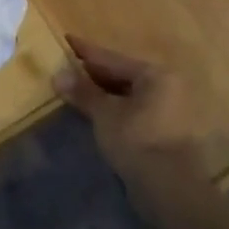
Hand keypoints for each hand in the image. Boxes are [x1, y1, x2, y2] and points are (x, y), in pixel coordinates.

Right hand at [55, 36, 203, 195]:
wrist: (170, 189)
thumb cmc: (137, 140)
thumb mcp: (105, 114)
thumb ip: (83, 92)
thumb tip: (58, 75)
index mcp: (154, 74)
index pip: (112, 58)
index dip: (86, 51)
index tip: (66, 39)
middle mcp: (166, 86)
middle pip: (122, 74)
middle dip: (94, 73)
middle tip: (67, 66)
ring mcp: (168, 110)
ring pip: (128, 94)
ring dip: (103, 93)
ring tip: (76, 89)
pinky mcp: (165, 132)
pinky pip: (133, 110)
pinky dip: (114, 109)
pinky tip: (96, 112)